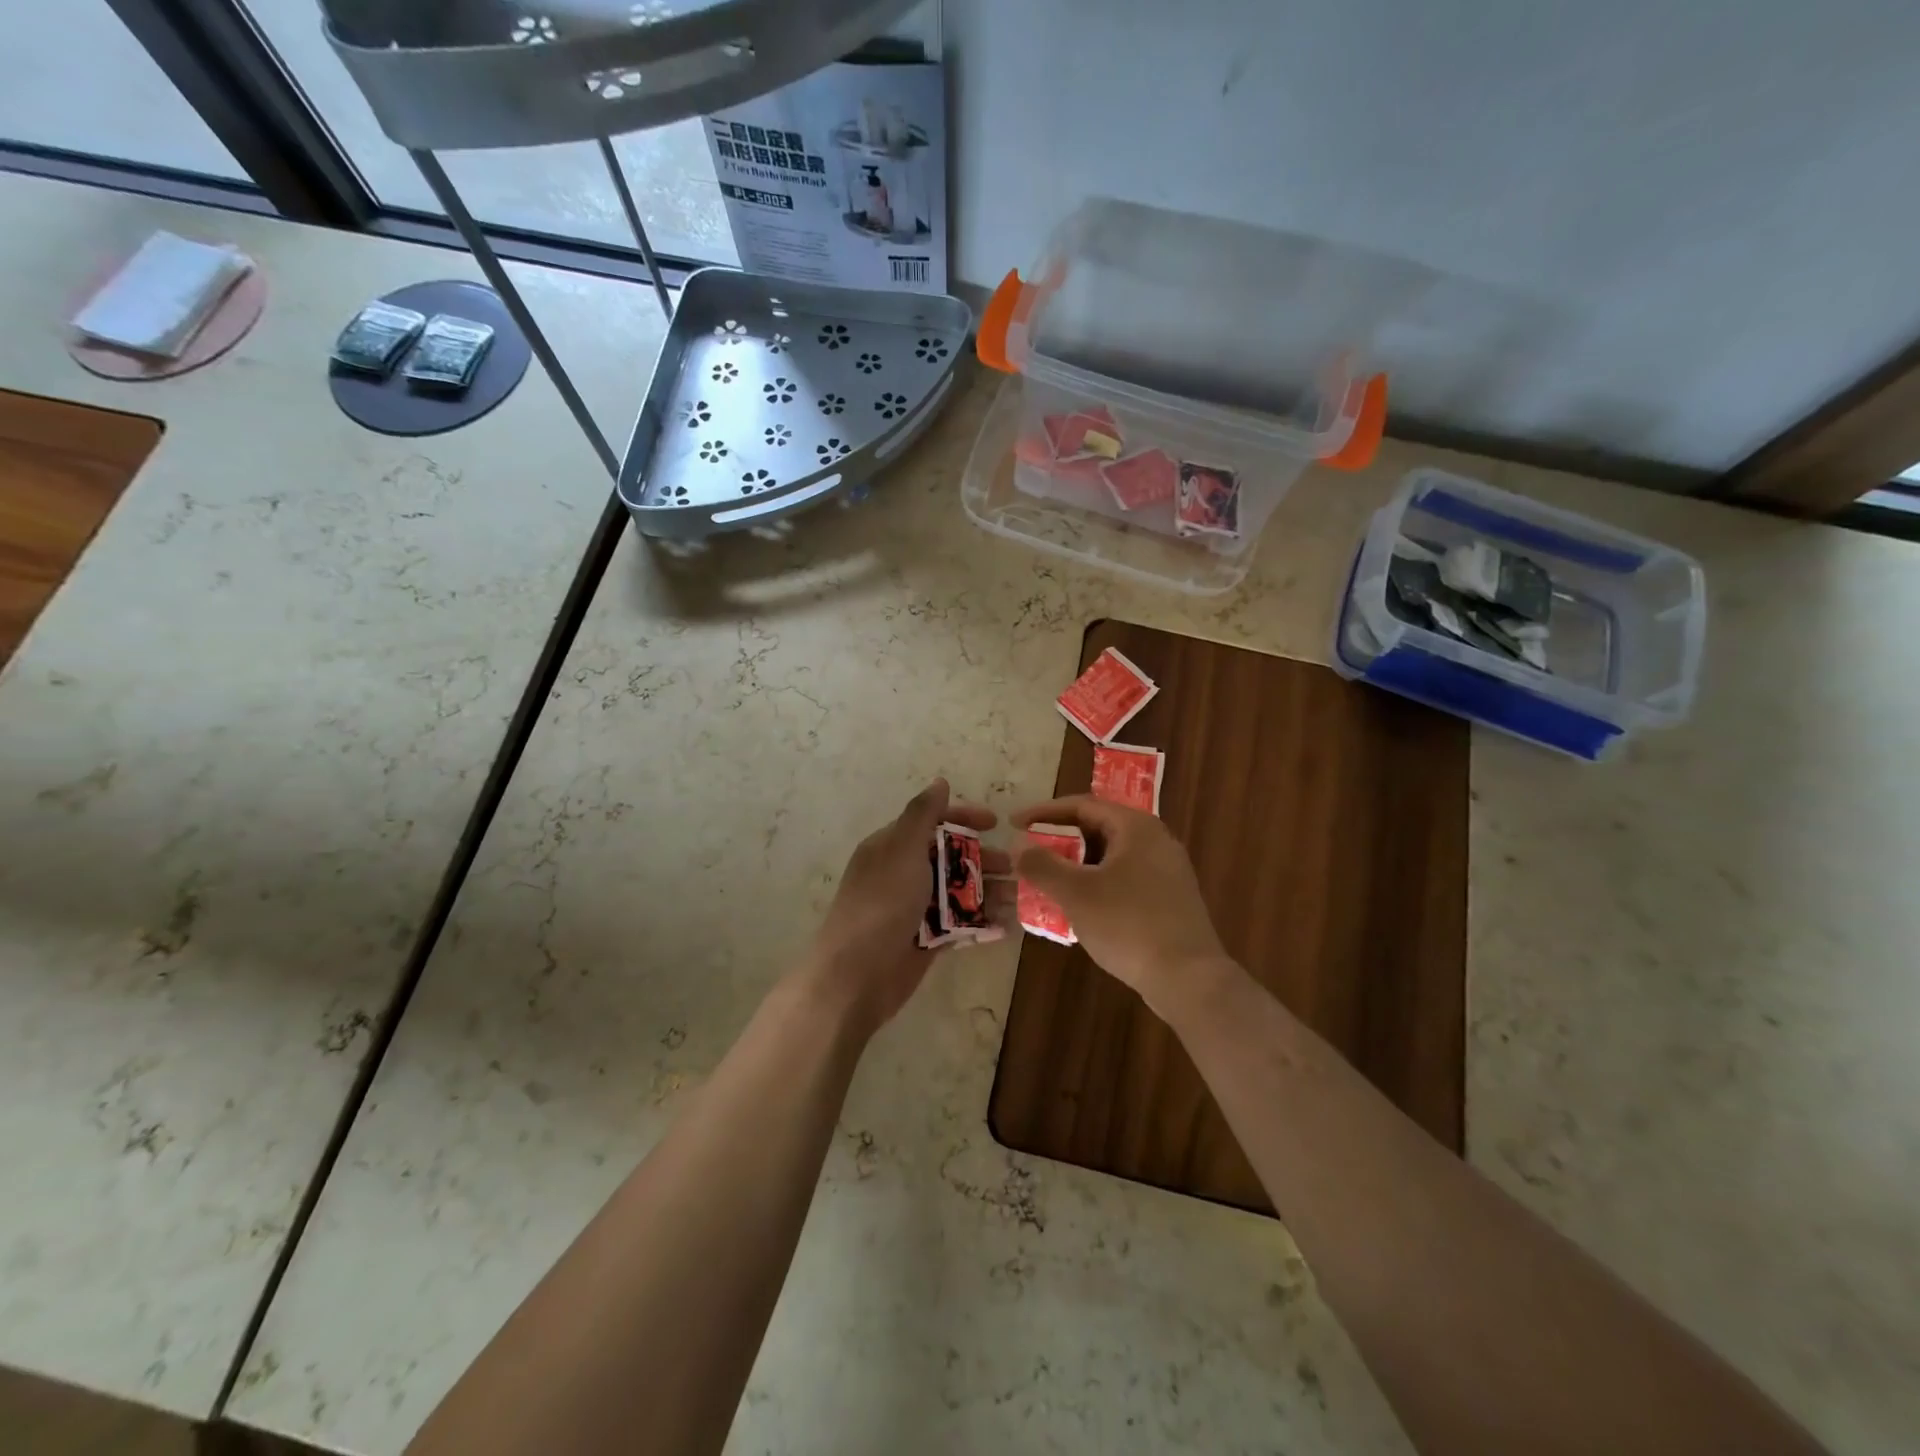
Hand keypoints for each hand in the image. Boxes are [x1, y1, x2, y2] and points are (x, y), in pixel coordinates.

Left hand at [804, 779, 1004, 1031]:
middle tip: (1013, 868)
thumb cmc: (881, 904)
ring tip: (1019, 898)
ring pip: (960, 892)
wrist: (856, 975)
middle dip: (983, 859)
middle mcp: (904, 874)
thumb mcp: (902, 850)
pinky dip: (983, 923)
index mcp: (893, 847)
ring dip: (990, 892)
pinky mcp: (927, 940)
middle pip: (951, 857)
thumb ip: (922, 815)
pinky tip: (1007, 926)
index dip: (964, 818)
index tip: (995, 823)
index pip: (933, 822)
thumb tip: (940, 782)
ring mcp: (916, 909)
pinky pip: (960, 925)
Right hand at [1013, 796, 1230, 1017]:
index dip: (1044, 813)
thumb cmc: (1128, 925)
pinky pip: (1125, 877)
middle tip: (1030, 853)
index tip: (1014, 824)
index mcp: (1136, 827)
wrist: (1188, 979)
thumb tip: (1017, 845)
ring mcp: (1167, 870)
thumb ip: (1042, 865)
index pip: (1082, 805)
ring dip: (1077, 864)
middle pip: (1098, 828)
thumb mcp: (1076, 893)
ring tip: (1049, 880)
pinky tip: (1080, 906)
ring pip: (1111, 856)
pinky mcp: (1170, 898)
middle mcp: (1156, 840)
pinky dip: (1097, 883)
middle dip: (1060, 839)